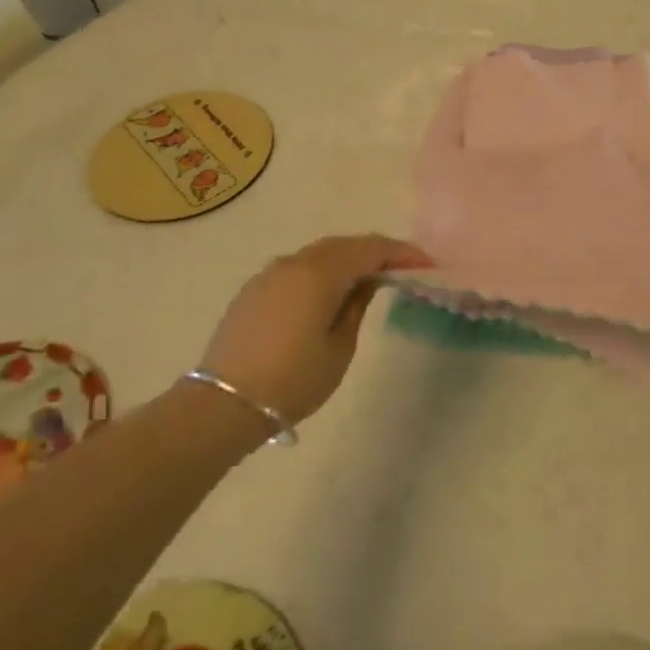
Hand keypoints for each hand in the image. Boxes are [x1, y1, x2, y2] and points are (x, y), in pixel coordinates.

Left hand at [199, 234, 430, 423]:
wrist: (223, 405)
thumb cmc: (293, 380)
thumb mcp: (339, 347)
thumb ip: (356, 305)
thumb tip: (368, 281)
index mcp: (319, 273)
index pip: (370, 249)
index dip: (401, 253)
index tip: (426, 264)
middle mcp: (293, 262)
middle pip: (344, 245)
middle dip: (376, 251)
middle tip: (403, 267)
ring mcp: (269, 274)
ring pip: (318, 253)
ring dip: (348, 259)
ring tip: (371, 277)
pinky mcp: (254, 290)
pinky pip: (298, 267)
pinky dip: (323, 270)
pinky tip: (331, 290)